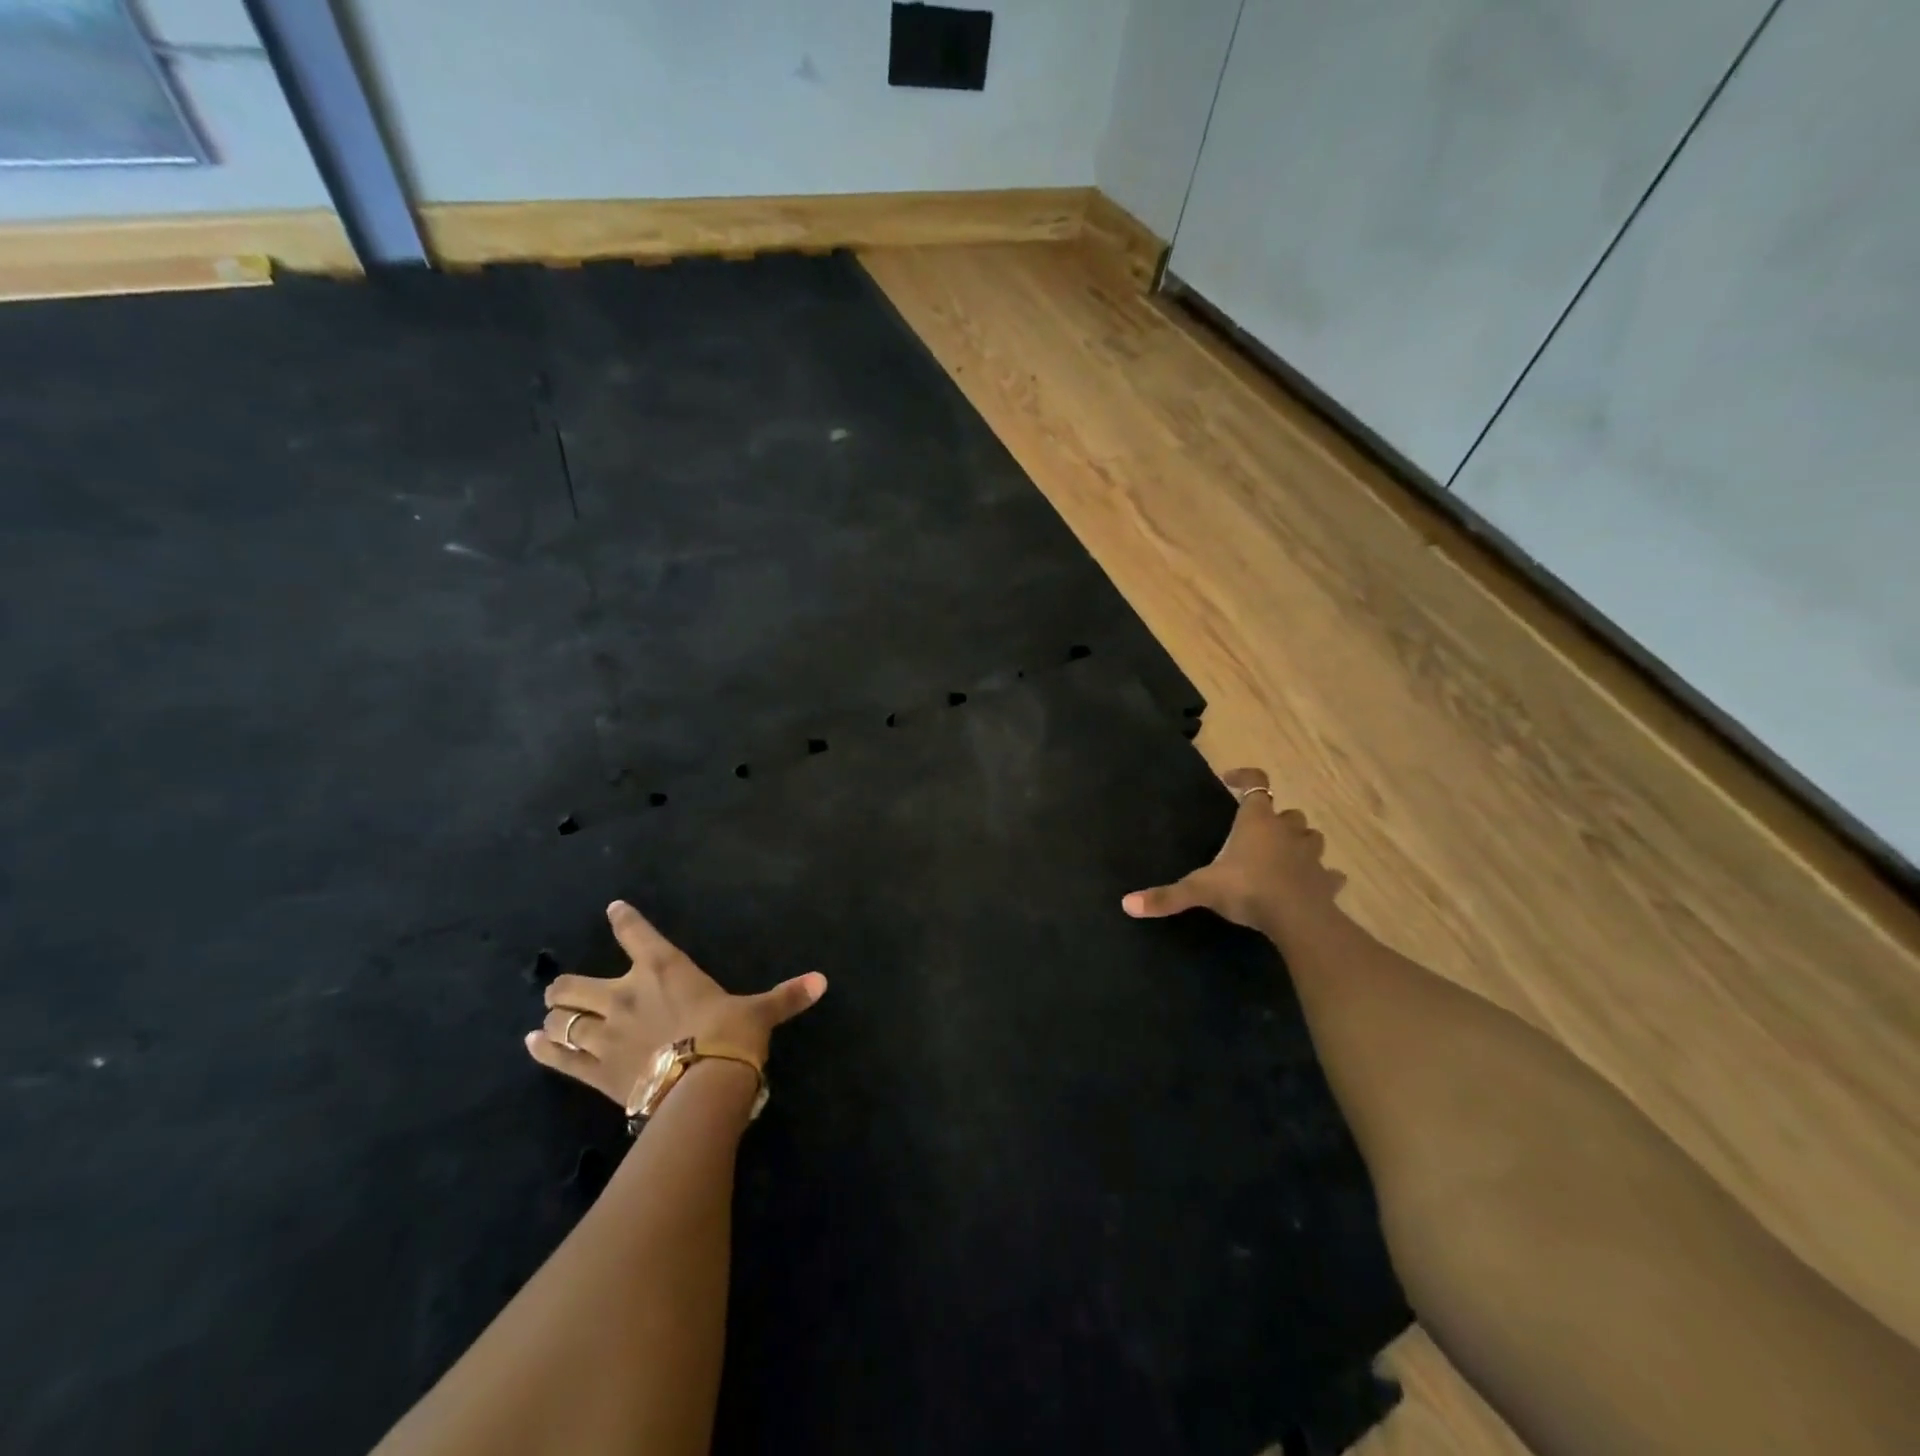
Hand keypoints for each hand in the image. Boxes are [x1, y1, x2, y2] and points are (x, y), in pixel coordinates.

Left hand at [526, 899, 827, 1109]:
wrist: (703, 1085)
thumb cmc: (730, 1036)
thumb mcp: (759, 1013)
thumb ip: (785, 996)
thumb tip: (823, 981)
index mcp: (663, 969)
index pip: (635, 933)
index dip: (623, 919)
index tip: (614, 909)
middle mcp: (625, 995)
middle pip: (574, 984)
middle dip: (566, 985)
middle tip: (567, 989)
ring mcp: (604, 1033)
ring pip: (562, 1020)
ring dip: (556, 1018)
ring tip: (553, 1019)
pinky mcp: (594, 1071)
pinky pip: (559, 1057)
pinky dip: (544, 1050)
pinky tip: (533, 1043)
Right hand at [1121, 768, 1346, 940]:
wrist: (1298, 919)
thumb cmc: (1248, 890)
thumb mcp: (1201, 890)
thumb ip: (1167, 896)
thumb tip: (1127, 904)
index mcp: (1256, 822)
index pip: (1256, 784)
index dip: (1245, 777)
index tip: (1230, 780)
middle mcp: (1287, 831)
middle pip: (1288, 813)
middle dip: (1276, 819)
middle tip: (1256, 833)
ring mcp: (1311, 856)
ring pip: (1311, 837)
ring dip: (1299, 842)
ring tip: (1283, 855)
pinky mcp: (1326, 881)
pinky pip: (1328, 874)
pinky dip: (1321, 876)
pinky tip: (1312, 885)